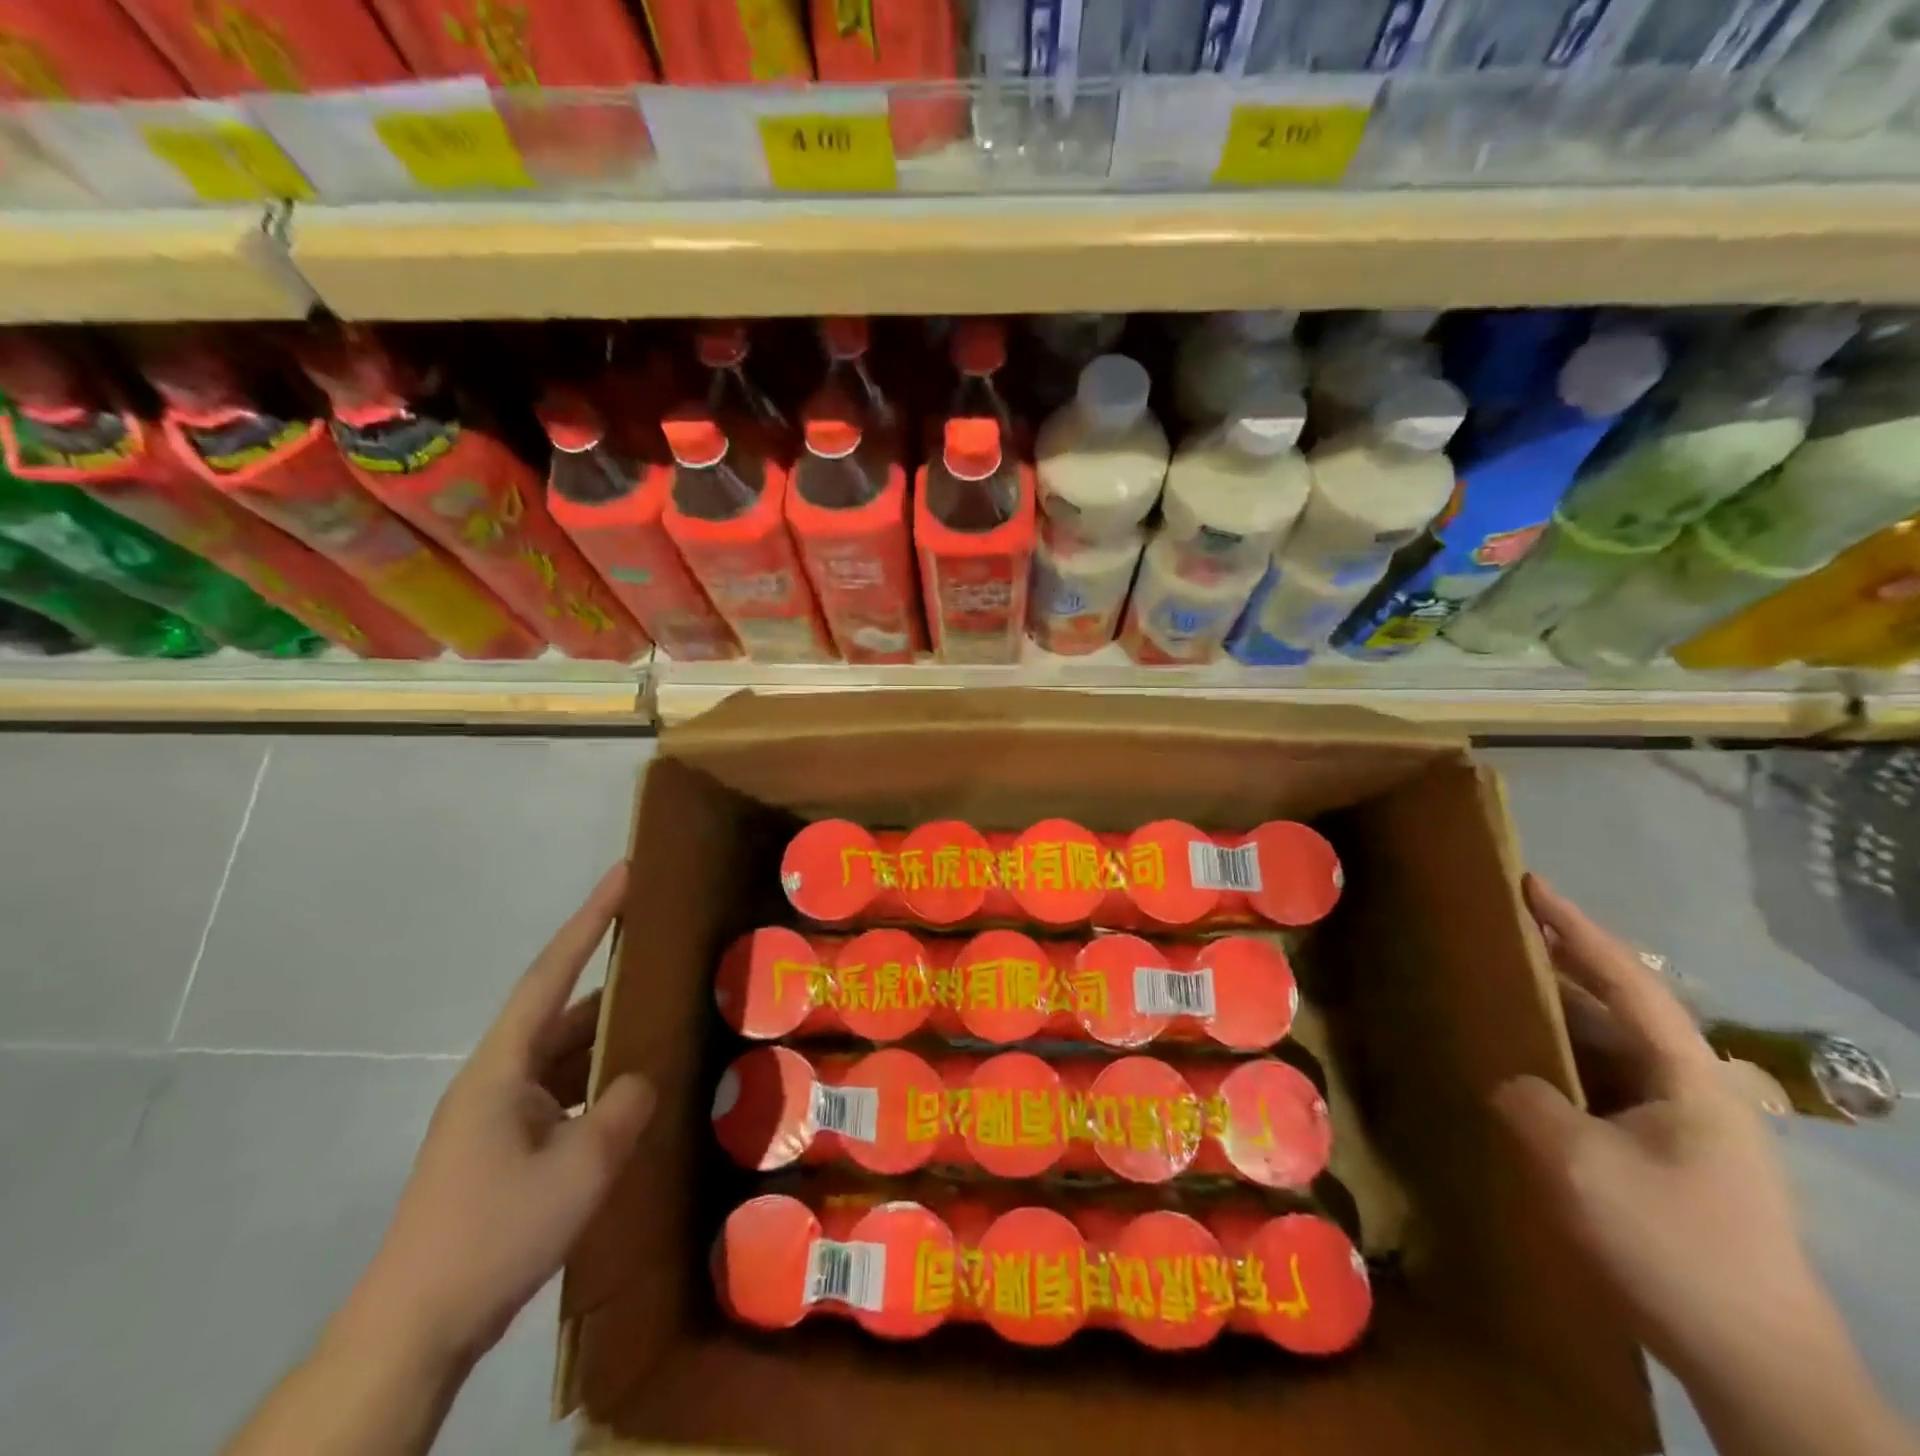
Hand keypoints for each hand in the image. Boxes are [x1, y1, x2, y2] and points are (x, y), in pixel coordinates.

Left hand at [344, 864, 654, 1367]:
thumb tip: (643, 1076)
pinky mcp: (504, 1149)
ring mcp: (498, 1116)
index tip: (622, 875)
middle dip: (610, 978)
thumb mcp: (579, 1167)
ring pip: (564, 1055)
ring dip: (607, 1035)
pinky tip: (632, 1089)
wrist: (414, 1331)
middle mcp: (497, 1079)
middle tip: (661, 948)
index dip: (589, 920)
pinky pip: (562, 1093)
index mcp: (502, 1067)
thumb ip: (622, 1108)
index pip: (551, 974)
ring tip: (662, 1015)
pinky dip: (598, 1081)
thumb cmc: (493, 1233)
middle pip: (561, 1011)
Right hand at [1493, 875, 1831, 1381]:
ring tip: (1498, 997)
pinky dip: (1561, 1069)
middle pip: (1618, 1010)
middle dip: (1560, 969)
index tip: (1531, 883)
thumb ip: (1529, 1101)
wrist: (1759, 1368)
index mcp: (1689, 1078)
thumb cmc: (1674, 1246)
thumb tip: (1513, 1084)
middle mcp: (1694, 1093)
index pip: (1627, 981)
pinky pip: (1603, 1092)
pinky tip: (1523, 1076)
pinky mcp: (1669, 1166)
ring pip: (1609, 1054)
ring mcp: (1685, 1133)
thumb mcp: (1578, 1164)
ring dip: (1557, 1022)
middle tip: (1499, 937)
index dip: (1576, 927)